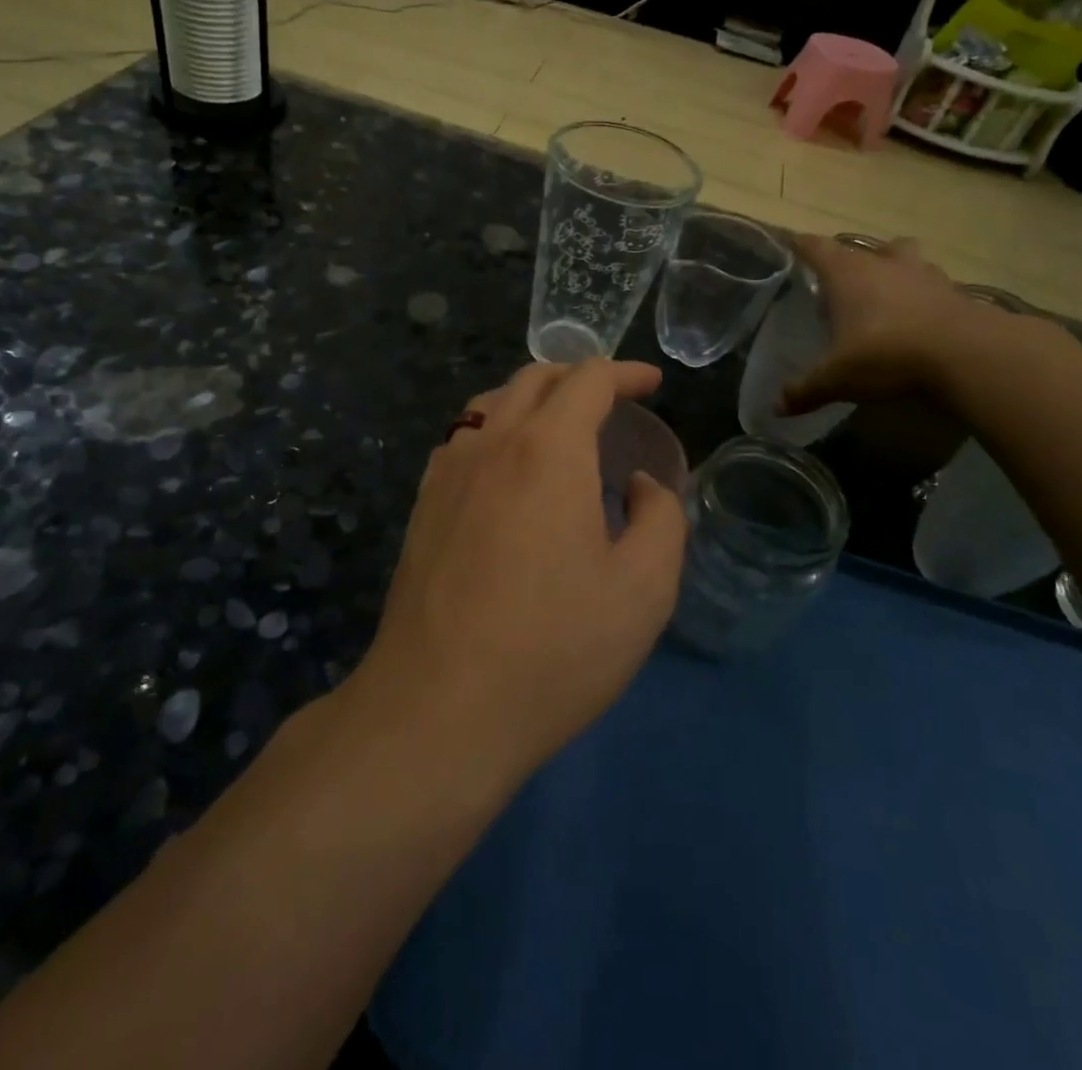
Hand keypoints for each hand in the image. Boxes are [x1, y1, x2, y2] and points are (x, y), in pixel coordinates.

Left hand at [356, 358, 688, 782]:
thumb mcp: (643, 590)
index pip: (587, 380)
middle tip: (612, 400)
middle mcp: (490, 442)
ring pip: (491, 404)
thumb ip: (660, 519)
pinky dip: (497, 431)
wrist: (438, 707)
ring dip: (533, 400)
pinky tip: (509, 471)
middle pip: (534, 379)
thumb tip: (638, 485)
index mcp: (547, 450)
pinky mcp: (422, 505)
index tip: (652, 383)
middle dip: (579, 377)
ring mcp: (446, 472)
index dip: (625, 373)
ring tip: (562, 429)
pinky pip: (463, 440)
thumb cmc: (553, 648)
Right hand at [780, 235, 997, 415]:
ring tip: (885, 295)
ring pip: (903, 257)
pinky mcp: (955, 292)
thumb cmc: (887, 354)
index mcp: (847, 274)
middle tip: (840, 284)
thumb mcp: (837, 378)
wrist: (968, 355)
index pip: (815, 248)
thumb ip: (805, 390)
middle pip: (862, 248)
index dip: (800, 246)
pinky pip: (932, 285)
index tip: (790, 245)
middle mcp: (883, 264)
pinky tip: (919, 318)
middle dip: (850, 261)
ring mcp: (923, 274)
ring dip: (892, 269)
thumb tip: (777, 406)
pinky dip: (922, 295)